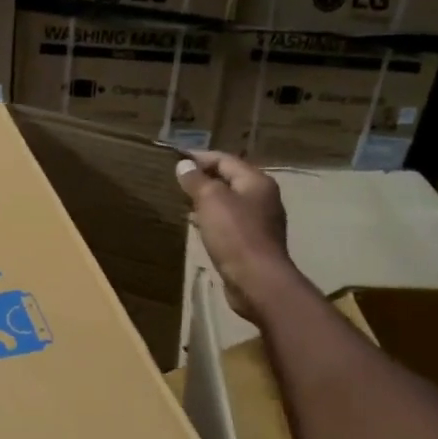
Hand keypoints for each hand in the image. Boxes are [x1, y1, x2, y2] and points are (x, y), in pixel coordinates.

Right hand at [176, 150, 301, 321]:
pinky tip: (198, 226)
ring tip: (183, 202)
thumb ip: (197, 180)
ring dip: (207, 201)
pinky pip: (230, 224)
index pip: (225, 160)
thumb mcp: (211, 200)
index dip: (199, 157)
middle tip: (177, 182)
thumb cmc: (235, 234)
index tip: (175, 160)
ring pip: (229, 203)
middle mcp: (263, 198)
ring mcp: (260, 222)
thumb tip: (184, 165)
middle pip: (230, 180)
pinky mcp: (253, 243)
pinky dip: (213, 220)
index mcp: (257, 182)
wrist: (257, 281)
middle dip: (204, 179)